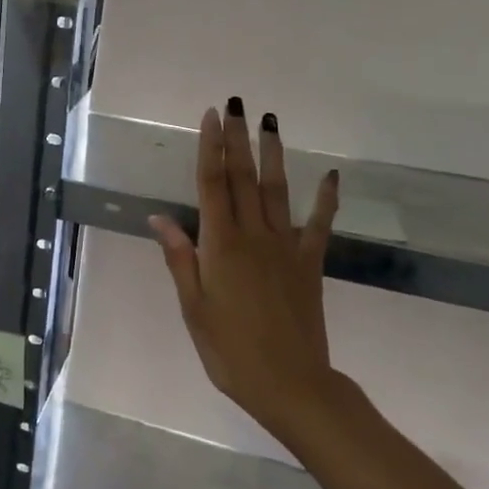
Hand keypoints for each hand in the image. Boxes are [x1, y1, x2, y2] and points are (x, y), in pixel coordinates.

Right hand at [148, 101, 341, 442]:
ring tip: (271, 122)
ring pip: (277, 190)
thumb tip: (158, 217)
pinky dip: (326, 199)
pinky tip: (330, 175)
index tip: (212, 117)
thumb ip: (180, 258)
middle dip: (238, 139)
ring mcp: (286, 247)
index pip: (212, 184)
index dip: (211, 147)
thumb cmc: (230, 350)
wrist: (290, 383)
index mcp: (221, 245)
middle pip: (243, 178)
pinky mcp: (310, 263)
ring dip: (273, 155)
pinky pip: (319, 225)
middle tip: (237, 104)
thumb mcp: (193, 307)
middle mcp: (254, 235)